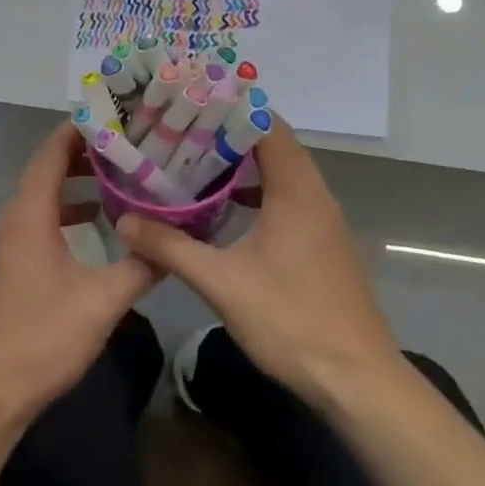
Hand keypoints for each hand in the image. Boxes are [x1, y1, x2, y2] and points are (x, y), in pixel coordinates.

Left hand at [0, 121, 158, 418]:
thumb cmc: (43, 337)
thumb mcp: (103, 302)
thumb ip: (141, 267)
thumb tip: (174, 242)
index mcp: (29, 215)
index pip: (51, 153)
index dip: (78, 130)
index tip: (113, 115)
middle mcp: (12, 219)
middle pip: (46, 169)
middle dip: (83, 153)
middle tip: (126, 143)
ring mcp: (7, 242)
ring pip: (42, 196)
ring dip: (74, 183)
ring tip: (117, 175)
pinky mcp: (9, 264)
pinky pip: (38, 219)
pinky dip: (65, 210)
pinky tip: (95, 223)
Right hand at [114, 121, 399, 404]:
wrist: (358, 382)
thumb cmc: (292, 321)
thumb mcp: (222, 283)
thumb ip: (171, 248)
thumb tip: (125, 222)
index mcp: (296, 190)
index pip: (266, 125)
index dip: (229, 108)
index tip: (188, 103)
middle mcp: (314, 195)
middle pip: (272, 145)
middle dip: (227, 134)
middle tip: (179, 130)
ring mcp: (321, 221)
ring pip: (279, 174)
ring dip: (241, 165)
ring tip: (192, 160)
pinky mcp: (320, 244)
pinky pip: (285, 200)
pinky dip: (254, 193)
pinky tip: (221, 208)